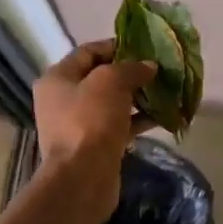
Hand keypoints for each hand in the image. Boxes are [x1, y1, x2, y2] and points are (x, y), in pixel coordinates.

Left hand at [35, 40, 154, 223]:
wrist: (82, 177)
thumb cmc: (90, 121)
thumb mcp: (111, 82)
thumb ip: (131, 68)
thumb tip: (148, 66)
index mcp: (57, 78)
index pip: (88, 51)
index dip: (116, 46)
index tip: (144, 47)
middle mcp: (63, 99)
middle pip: (100, 77)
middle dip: (130, 73)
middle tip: (157, 70)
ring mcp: (77, 124)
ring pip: (112, 103)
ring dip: (137, 97)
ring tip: (165, 91)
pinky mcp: (94, 145)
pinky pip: (118, 125)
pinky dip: (137, 119)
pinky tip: (162, 116)